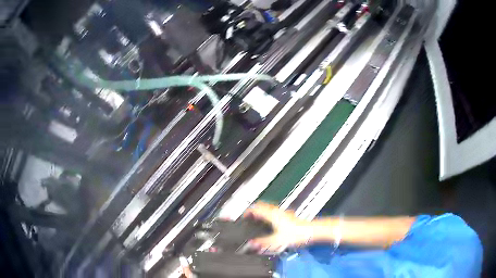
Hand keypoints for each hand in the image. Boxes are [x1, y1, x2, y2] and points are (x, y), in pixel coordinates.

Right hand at [243, 202, 310, 251]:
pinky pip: (274, 212)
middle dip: (254, 210)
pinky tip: (270, 223)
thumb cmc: (297, 233)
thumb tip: (251, 244)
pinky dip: (268, 215)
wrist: (312, 231)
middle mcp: (277, 212)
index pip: (256, 208)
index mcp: (272, 215)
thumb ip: (263, 242)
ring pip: (269, 209)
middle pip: (262, 206)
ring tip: (257, 220)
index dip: (248, 212)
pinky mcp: (288, 216)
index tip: (243, 216)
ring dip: (261, 212)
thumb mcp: (277, 241)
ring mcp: (284, 213)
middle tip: (248, 216)